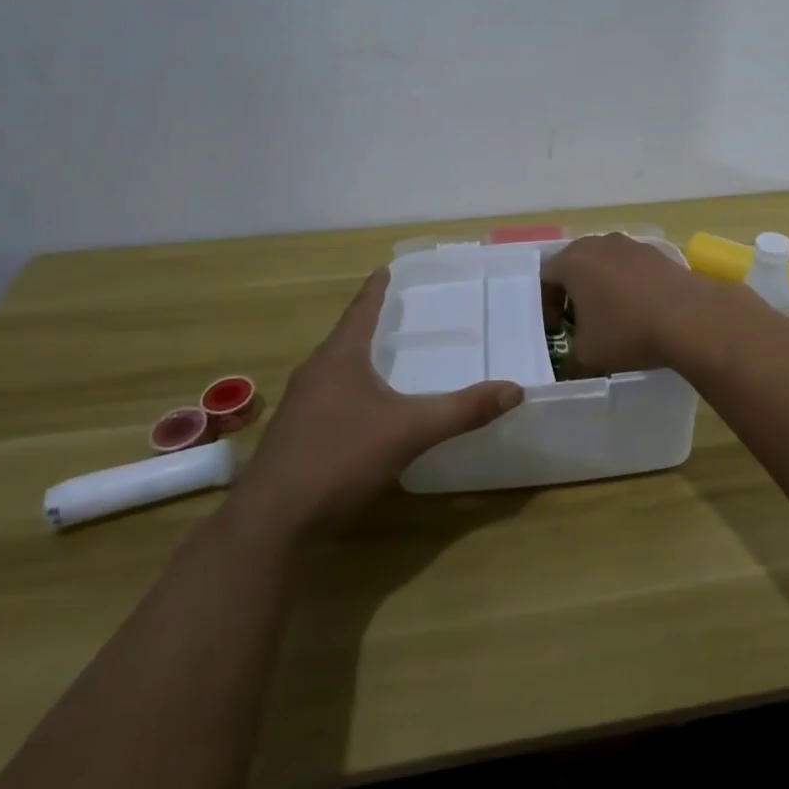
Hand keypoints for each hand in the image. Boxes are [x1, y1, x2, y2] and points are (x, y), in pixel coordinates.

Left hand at [230, 269, 522, 537]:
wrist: (273, 520)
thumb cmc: (340, 457)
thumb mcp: (410, 431)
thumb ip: (462, 410)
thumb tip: (515, 389)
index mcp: (339, 358)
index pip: (361, 311)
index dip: (376, 290)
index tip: (384, 268)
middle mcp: (315, 373)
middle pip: (345, 337)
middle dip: (369, 323)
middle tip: (396, 312)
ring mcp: (299, 405)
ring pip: (334, 369)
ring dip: (358, 358)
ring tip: (382, 356)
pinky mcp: (294, 435)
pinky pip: (328, 397)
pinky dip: (350, 389)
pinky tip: (364, 410)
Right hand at [541, 232, 748, 375]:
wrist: (690, 318)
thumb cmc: (627, 332)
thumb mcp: (588, 357)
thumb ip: (568, 362)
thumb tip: (566, 369)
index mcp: (573, 262)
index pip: (545, 278)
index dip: (545, 306)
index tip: (555, 331)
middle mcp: (599, 244)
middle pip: (574, 265)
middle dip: (572, 293)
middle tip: (576, 322)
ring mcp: (631, 245)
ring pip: (604, 264)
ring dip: (600, 287)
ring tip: (609, 317)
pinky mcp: (657, 253)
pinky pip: (630, 267)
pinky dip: (626, 285)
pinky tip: (638, 310)